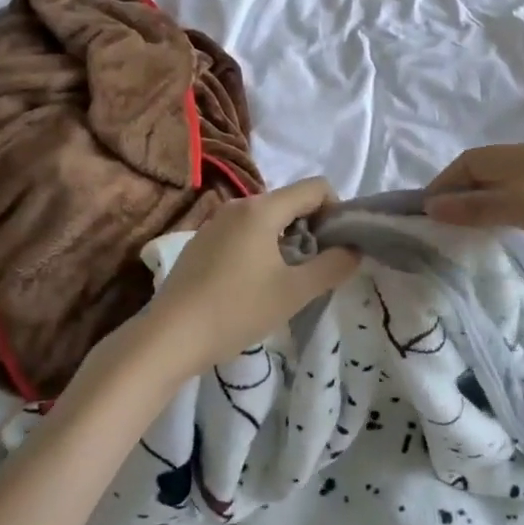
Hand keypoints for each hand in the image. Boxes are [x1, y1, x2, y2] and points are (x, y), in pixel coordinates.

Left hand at [127, 178, 358, 382]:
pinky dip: (261, 246)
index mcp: (262, 209)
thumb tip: (354, 249)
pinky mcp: (202, 241)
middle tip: (316, 267)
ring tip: (286, 279)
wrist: (169, 337)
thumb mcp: (294, 292)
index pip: (316, 188)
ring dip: (287, 239)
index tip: (337, 246)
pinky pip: (244, 231)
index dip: (336, 211)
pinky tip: (254, 283)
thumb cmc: (236, 310)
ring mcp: (215, 222)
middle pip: (290, 201)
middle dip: (312, 227)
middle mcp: (238, 205)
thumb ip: (332, 267)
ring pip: (266, 217)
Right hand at [424, 142, 523, 305]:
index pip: (472, 160)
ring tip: (458, 233)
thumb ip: (480, 206)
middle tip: (436, 225)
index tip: (424, 213)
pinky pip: (517, 205)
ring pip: (500, 189)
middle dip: (457, 193)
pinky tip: (495, 236)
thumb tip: (431, 206)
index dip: (444, 183)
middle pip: (485, 172)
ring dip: (476, 205)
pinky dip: (497, 216)